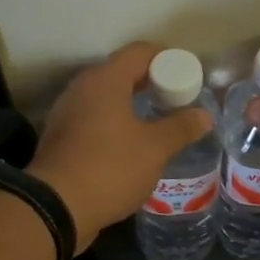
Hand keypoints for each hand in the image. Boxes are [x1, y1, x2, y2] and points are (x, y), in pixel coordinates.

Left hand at [29, 42, 213, 251]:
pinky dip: (113, 124)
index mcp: (105, 80)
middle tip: (176, 100)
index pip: (139, 52)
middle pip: (121, 73)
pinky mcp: (60, 138)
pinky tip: (129, 146)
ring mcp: (67, 113)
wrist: (55, 207)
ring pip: (105, 98)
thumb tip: (204, 115)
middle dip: (150, 82)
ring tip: (156, 123)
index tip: (187, 75)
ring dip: (130, 105)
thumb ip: (181, 128)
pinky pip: (93, 119)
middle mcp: (82, 88)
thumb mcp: (154, 149)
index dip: (167, 58)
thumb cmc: (110, 168)